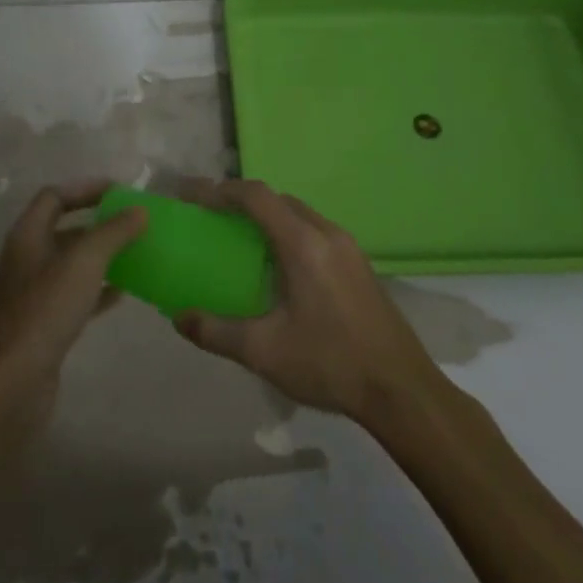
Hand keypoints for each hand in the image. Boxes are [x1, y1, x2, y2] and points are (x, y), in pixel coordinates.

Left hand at [0, 182, 145, 418]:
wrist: (15, 381)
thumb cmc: (46, 309)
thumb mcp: (84, 262)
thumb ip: (112, 232)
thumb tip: (139, 210)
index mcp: (28, 234)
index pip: (55, 196)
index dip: (86, 188)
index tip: (120, 191)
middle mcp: (28, 257)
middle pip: (65, 228)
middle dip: (99, 223)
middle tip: (134, 222)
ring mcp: (35, 292)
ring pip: (73, 262)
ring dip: (102, 255)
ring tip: (137, 252)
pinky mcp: (46, 321)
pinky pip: (77, 293)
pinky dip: (99, 288)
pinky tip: (125, 292)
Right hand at [175, 179, 448, 426]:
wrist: (403, 392)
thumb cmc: (330, 363)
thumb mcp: (263, 351)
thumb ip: (215, 332)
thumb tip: (179, 318)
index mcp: (303, 243)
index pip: (255, 196)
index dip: (219, 190)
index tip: (190, 196)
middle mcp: (327, 234)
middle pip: (277, 200)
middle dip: (240, 201)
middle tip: (210, 216)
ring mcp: (349, 249)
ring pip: (299, 215)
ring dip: (266, 217)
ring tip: (238, 238)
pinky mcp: (359, 267)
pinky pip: (314, 233)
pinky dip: (287, 233)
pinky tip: (277, 267)